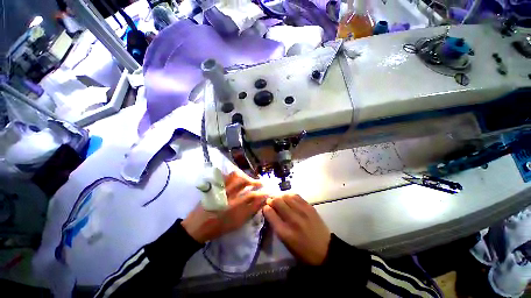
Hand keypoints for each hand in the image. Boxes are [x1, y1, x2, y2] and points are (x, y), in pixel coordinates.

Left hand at [182, 170, 267, 243]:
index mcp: (235, 208)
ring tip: (250, 179)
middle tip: (261, 183)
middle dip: (256, 182)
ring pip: (236, 178)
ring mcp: (221, 190)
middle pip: (245, 185)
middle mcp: (229, 197)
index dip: (262, 194)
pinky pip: (225, 177)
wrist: (198, 226)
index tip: (267, 192)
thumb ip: (249, 212)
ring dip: (246, 177)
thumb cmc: (219, 227)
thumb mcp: (236, 224)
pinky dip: (233, 175)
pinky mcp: (215, 187)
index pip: (253, 198)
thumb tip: (259, 203)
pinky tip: (237, 176)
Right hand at [263, 194, 330, 265]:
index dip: (266, 208)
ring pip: (286, 196)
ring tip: (279, 199)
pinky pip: (296, 196)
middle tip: (271, 201)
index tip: (265, 207)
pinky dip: (289, 195)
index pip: (270, 213)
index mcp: (285, 232)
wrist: (325, 250)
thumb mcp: (286, 242)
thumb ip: (276, 225)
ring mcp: (302, 211)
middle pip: (277, 202)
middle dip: (271, 200)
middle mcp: (292, 219)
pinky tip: (288, 198)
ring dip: (280, 197)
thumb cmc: (302, 250)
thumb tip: (270, 210)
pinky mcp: (309, 207)